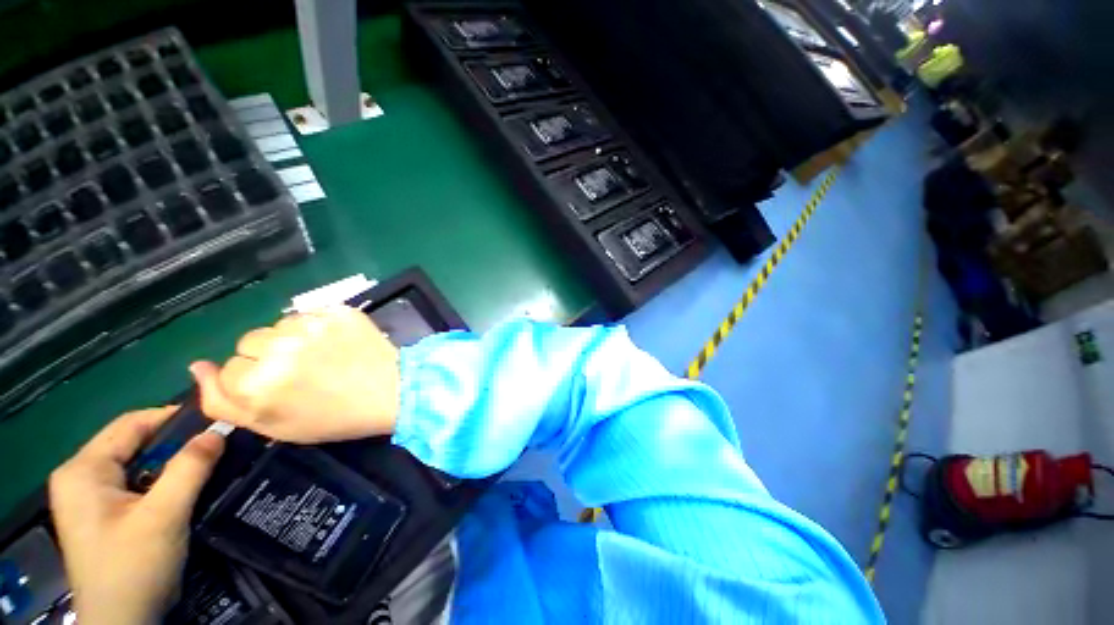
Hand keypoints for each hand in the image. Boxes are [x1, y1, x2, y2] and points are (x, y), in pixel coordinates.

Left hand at [50, 407, 224, 624]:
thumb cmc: (133, 567)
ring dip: (170, 464)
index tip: (215, 420)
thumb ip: (190, 469)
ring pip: (135, 465)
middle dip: (174, 444)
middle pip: (132, 444)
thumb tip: (219, 431)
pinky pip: (134, 484)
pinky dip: (160, 482)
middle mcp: (79, 477)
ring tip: (206, 464)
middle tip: (216, 444)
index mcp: (83, 470)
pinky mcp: (100, 515)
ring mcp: (88, 498)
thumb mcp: (164, 517)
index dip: (173, 418)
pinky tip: (184, 490)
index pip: (130, 424)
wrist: (122, 623)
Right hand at [190, 305, 399, 442]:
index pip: (229, 369)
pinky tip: (335, 342)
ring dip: (291, 339)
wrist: (391, 392)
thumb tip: (197, 367)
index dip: (253, 381)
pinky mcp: (338, 311)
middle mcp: (279, 348)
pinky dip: (317, 326)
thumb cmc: (332, 417)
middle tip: (301, 372)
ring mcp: (312, 325)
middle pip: (249, 342)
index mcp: (256, 383)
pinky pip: (310, 313)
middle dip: (267, 357)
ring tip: (321, 357)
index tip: (280, 389)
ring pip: (278, 325)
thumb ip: (222, 402)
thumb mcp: (271, 425)